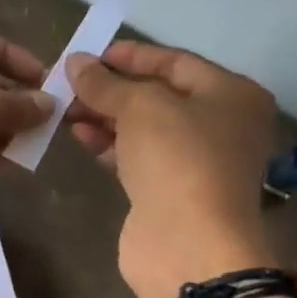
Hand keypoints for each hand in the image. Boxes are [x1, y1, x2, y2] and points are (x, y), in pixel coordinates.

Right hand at [66, 41, 278, 297]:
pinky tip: (80, 137)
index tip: (89, 55)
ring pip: (144, 129)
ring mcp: (195, 161)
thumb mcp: (140, 108)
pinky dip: (109, 145)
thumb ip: (106, 83)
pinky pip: (136, 157)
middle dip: (112, 89)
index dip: (131, 56)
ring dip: (105, 117)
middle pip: (158, 96)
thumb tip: (75, 62)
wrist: (187, 243)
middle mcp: (220, 125)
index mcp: (231, 95)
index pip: (175, 62)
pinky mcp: (170, 190)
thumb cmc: (177, 160)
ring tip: (65, 110)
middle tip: (69, 85)